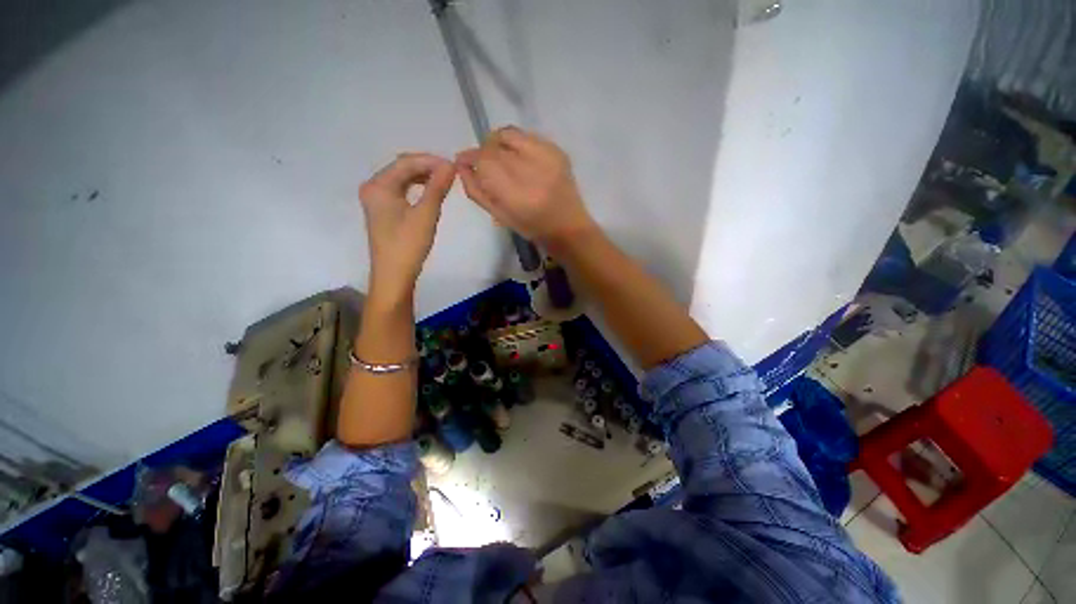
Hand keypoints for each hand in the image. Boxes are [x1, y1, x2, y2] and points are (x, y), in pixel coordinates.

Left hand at [359, 153, 454, 300]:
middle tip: (450, 173)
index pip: (406, 162)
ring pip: (402, 179)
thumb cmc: (408, 245)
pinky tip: (430, 192)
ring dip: (423, 177)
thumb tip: (450, 165)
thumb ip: (437, 188)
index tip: (454, 166)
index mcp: (378, 185)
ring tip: (444, 181)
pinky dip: (417, 188)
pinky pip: (401, 190)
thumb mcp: (426, 215)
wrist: (394, 275)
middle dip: (427, 167)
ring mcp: (377, 199)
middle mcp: (373, 187)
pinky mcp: (383, 210)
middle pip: (402, 168)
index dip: (431, 161)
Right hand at [455, 126, 595, 245]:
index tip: (464, 163)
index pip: (484, 161)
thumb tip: (461, 165)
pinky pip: (526, 136)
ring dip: (498, 143)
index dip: (470, 158)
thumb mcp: (500, 216)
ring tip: (501, 160)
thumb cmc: (532, 228)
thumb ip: (477, 190)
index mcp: (517, 194)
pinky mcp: (557, 150)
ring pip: (509, 133)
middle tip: (484, 165)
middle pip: (494, 145)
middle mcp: (532, 169)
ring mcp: (547, 156)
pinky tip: (519, 159)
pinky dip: (515, 143)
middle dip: (483, 152)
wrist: (569, 226)